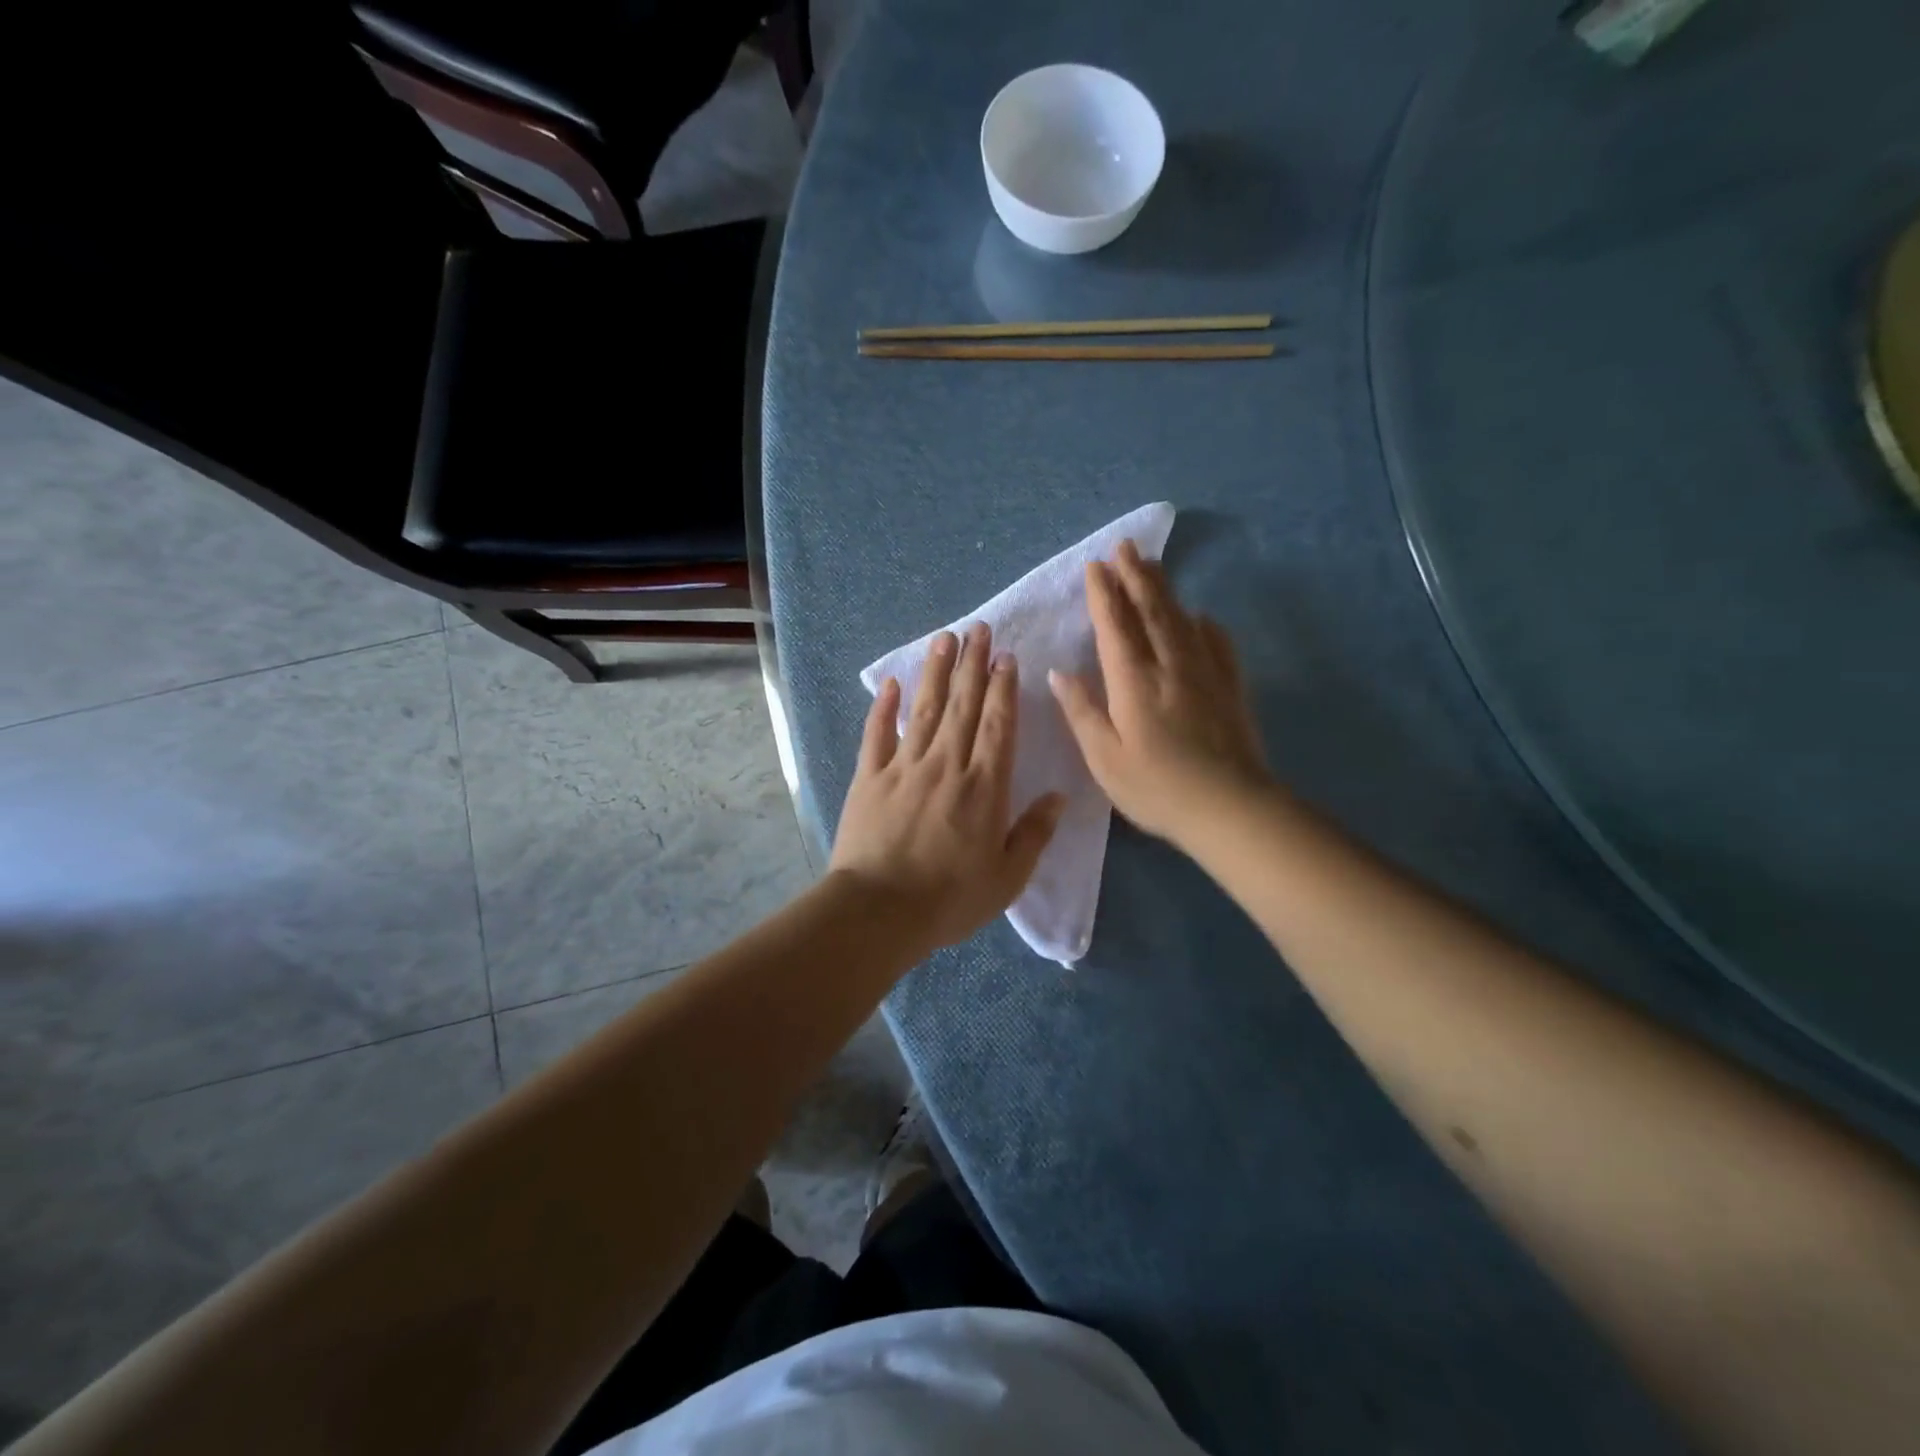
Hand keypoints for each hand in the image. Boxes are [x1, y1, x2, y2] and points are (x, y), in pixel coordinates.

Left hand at [831, 623, 1065, 952]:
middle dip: (973, 664)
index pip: (998, 725)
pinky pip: (876, 734)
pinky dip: (883, 707)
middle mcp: (946, 764)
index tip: (1006, 657)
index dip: (1004, 688)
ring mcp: (903, 767)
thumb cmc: (950, 899)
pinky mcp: (868, 778)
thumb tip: (1058, 796)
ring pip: (924, 709)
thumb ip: (1034, 833)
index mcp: (984, 786)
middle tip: (979, 629)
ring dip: (935, 671)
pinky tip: (890, 683)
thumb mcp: (1007, 877)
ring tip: (944, 638)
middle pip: (963, 705)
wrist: (879, 911)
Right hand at [1049, 539, 1271, 846]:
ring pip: (1182, 620)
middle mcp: (1170, 666)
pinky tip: (1202, 617)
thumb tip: (1060, 671)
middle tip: (1124, 547)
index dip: (1103, 594)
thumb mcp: (1104, 758)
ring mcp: (1206, 674)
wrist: (1231, 808)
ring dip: (1164, 590)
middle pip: (1151, 611)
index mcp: (1133, 682)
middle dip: (1134, 576)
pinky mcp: (1231, 688)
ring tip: (1152, 566)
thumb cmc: (1157, 788)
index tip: (1095, 566)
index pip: (1115, 626)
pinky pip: (1218, 645)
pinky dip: (1205, 625)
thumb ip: (1082, 711)